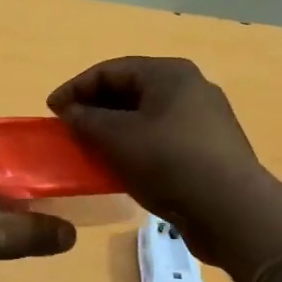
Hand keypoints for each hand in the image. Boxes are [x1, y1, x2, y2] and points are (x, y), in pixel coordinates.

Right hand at [48, 56, 281, 281]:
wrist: (231, 212)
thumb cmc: (168, 162)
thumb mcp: (116, 138)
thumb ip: (85, 119)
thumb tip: (70, 111)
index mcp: (169, 74)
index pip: (110, 69)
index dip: (75, 88)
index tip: (51, 111)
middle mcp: (190, 88)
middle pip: (129, 90)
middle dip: (94, 108)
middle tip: (69, 129)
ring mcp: (203, 119)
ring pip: (145, 116)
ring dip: (113, 129)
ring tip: (89, 149)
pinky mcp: (208, 148)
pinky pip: (161, 137)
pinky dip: (135, 145)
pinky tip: (120, 166)